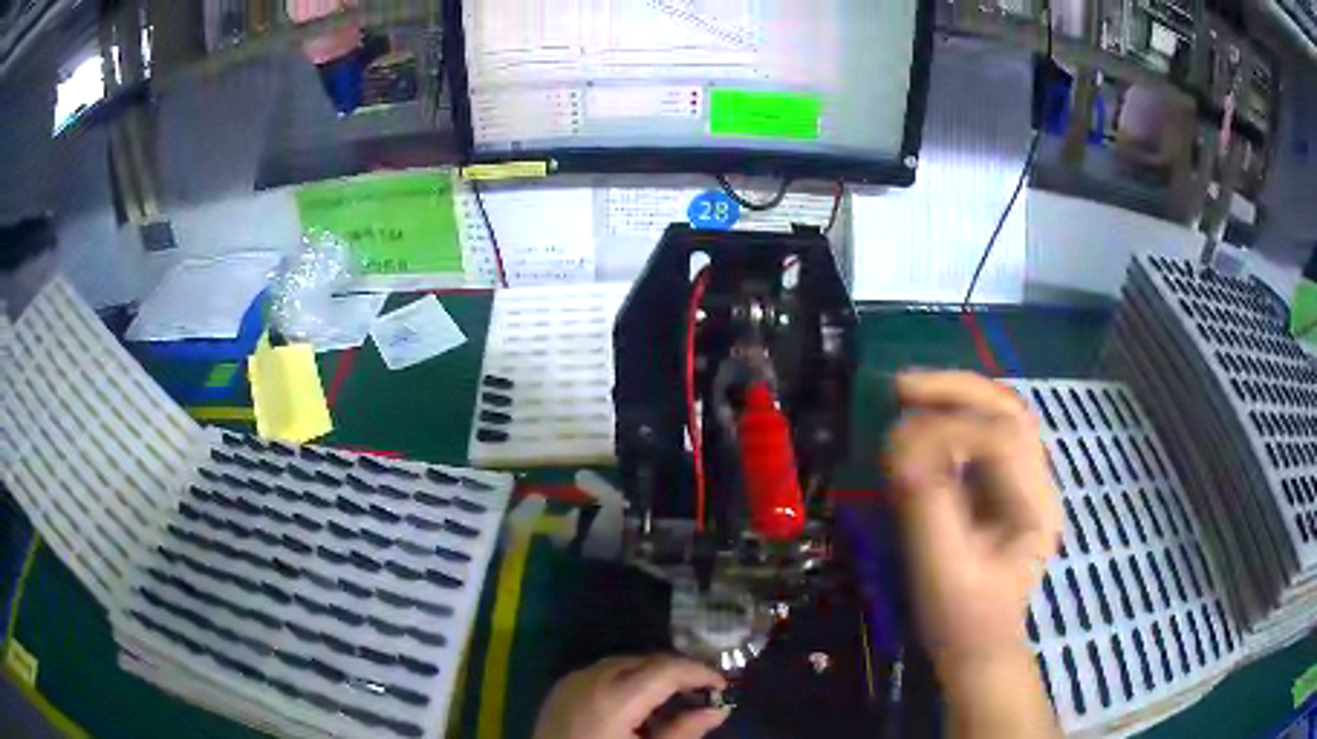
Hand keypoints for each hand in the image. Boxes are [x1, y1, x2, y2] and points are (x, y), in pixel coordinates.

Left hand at [533, 655, 728, 738]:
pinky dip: (625, 680)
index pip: (666, 669)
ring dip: (651, 675)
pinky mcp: (560, 691)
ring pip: (622, 664)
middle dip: (676, 672)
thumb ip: (684, 732)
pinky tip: (636, 703)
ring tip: (672, 698)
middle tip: (702, 693)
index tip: (722, 686)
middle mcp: (590, 680)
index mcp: (614, 699)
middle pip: (644, 661)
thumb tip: (717, 711)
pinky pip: (600, 673)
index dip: (699, 673)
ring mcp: (571, 683)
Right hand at [883, 371, 1061, 673]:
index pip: (1003, 439)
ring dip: (956, 397)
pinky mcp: (1006, 488)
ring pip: (1000, 414)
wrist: (978, 648)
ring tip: (908, 394)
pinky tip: (924, 421)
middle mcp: (1039, 484)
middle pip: (1009, 410)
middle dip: (957, 390)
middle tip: (901, 387)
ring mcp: (1026, 483)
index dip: (950, 430)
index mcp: (1035, 507)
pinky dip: (954, 418)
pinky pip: (984, 435)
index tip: (901, 443)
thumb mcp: (942, 570)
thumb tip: (902, 443)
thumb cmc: (961, 620)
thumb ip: (927, 504)